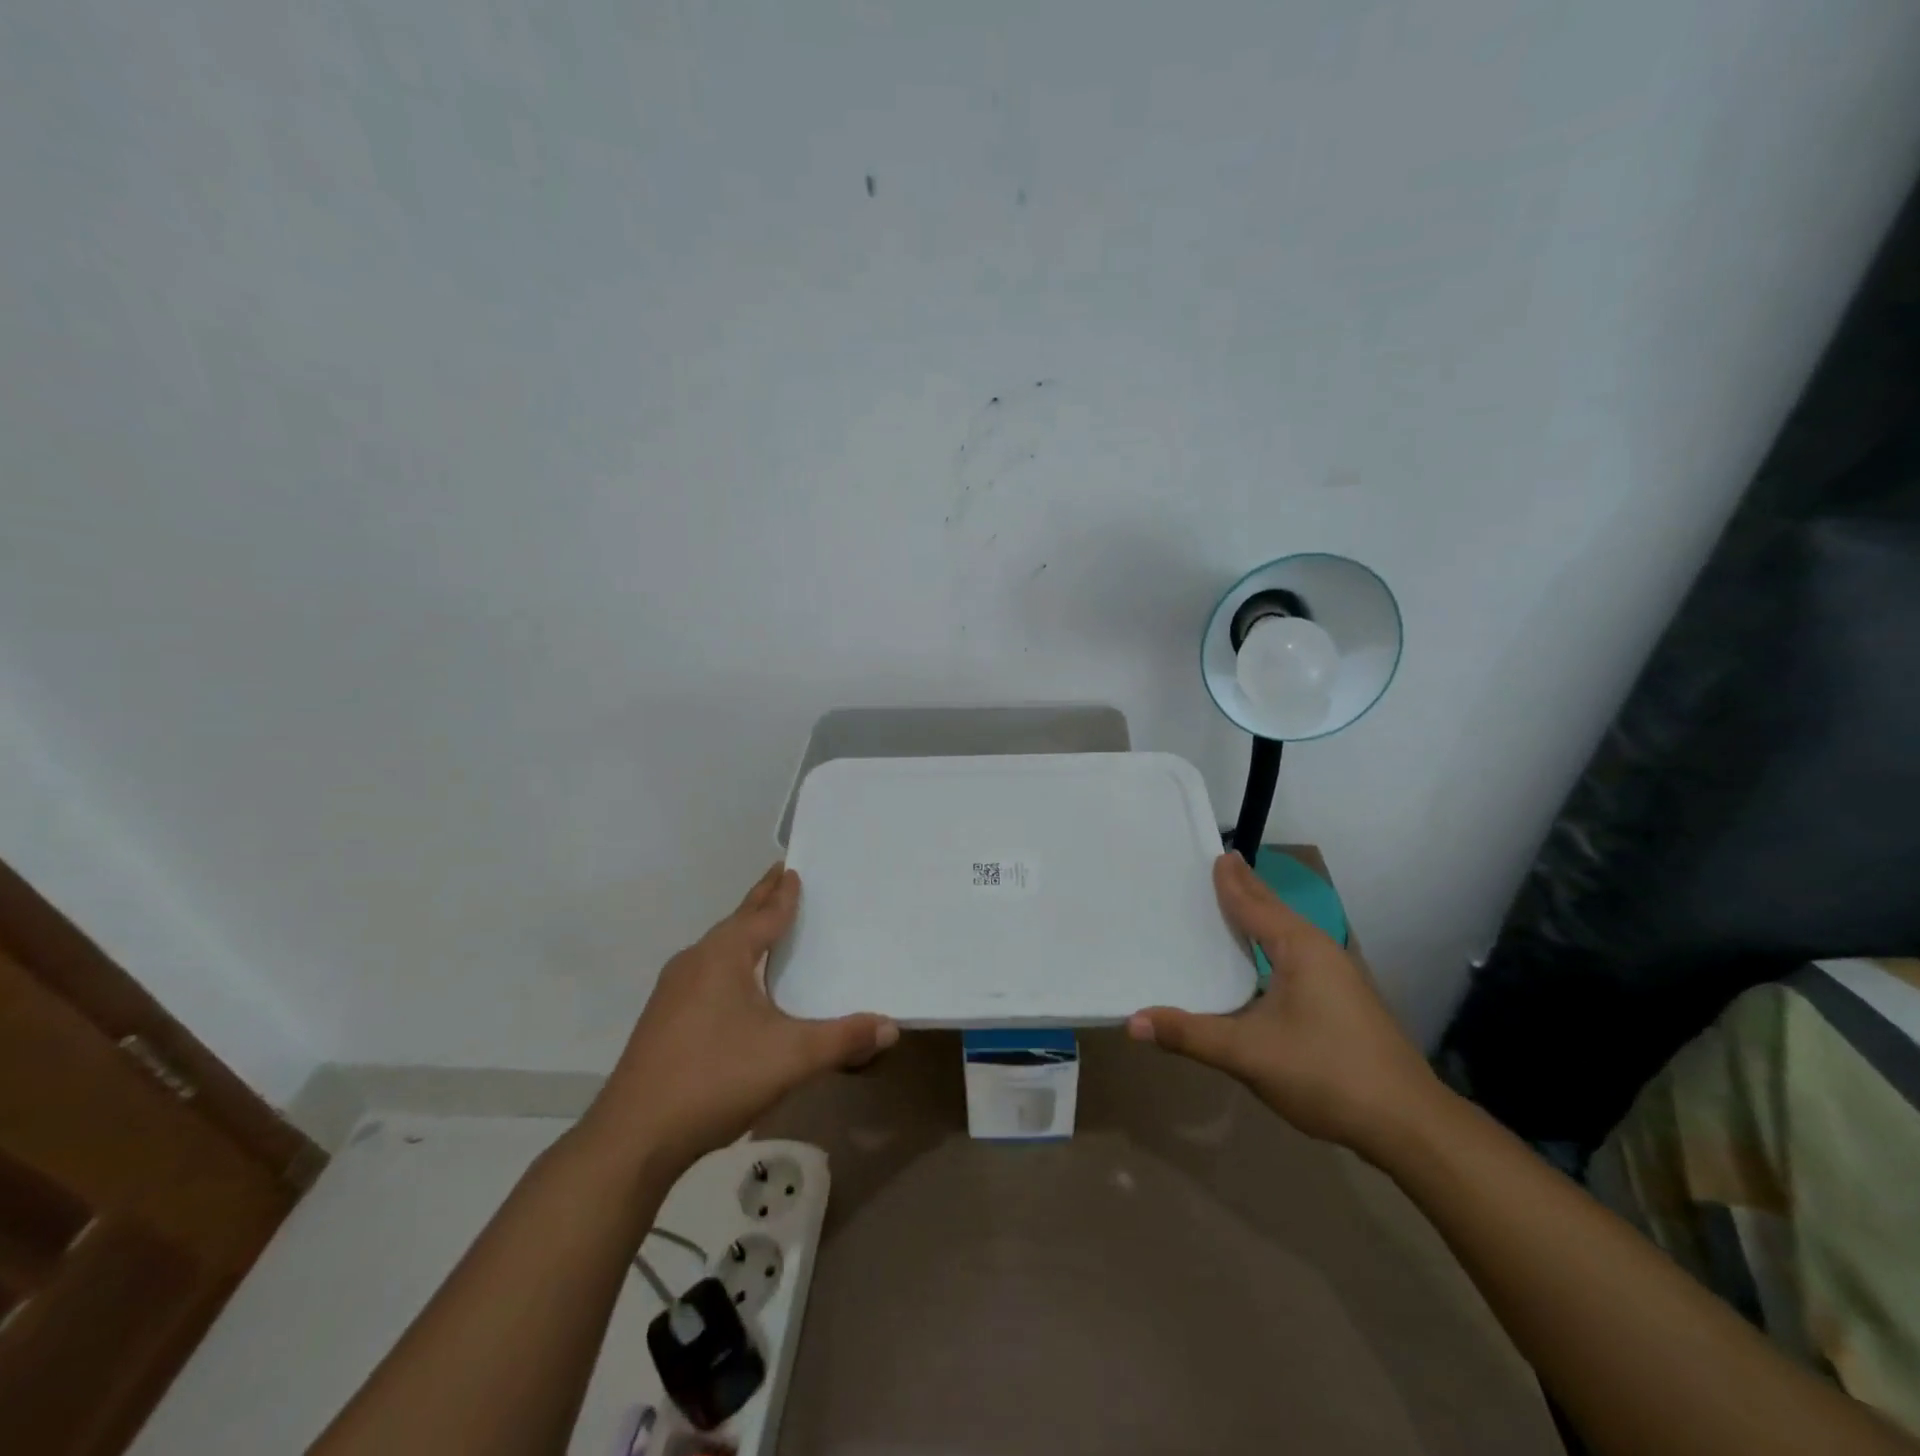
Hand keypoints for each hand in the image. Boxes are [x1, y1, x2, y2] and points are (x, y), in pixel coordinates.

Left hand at [582, 865, 896, 1171]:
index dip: (782, 893)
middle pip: (737, 922)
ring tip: (764, 926)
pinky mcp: (663, 1018)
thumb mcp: (791, 1058)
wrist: (633, 1137)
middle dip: (761, 900)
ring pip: (718, 948)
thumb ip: (843, 1039)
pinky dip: (730, 962)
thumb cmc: (716, 1079)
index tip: (792, 868)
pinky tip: (737, 985)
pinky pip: (706, 973)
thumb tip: (891, 1027)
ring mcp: (673, 990)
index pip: (763, 914)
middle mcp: (696, 961)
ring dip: (743, 932)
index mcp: (724, 956)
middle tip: (781, 876)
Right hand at [1129, 852, 1441, 1157]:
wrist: (1409, 1124)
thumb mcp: (1248, 1054)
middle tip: (1223, 864)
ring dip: (1263, 915)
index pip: (1254, 904)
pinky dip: (1273, 942)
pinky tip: (1264, 959)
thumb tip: (1132, 1022)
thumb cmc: (1326, 1073)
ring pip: (1289, 934)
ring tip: (1238, 902)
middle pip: (1276, 911)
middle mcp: (1320, 952)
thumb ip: (1190, 1035)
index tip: (1215, 854)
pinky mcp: (1344, 1001)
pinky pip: (1298, 955)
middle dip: (1248, 889)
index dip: (1231, 882)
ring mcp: (1338, 977)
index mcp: (1298, 949)